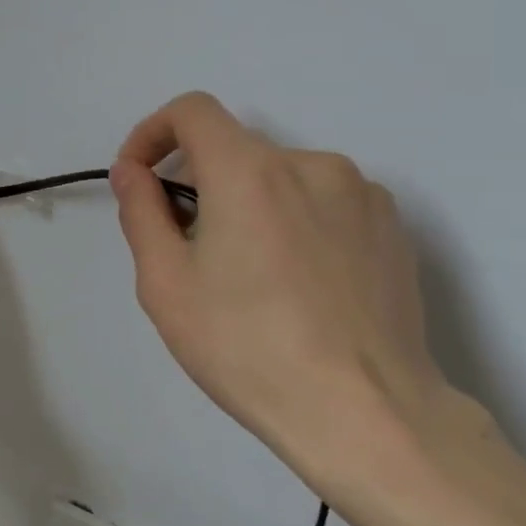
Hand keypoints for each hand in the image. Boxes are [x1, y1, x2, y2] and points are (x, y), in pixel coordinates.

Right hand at [110, 92, 491, 506]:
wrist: (367, 413)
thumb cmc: (247, 348)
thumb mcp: (166, 284)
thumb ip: (141, 212)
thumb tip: (132, 171)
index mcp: (249, 171)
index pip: (192, 111)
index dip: (153, 133)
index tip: (141, 179)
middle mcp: (311, 164)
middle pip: (236, 152)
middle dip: (200, 187)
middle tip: (191, 254)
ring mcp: (362, 194)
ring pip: (282, 180)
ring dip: (251, 207)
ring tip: (251, 279)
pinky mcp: (393, 228)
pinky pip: (326, 204)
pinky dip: (296, 223)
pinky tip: (300, 287)